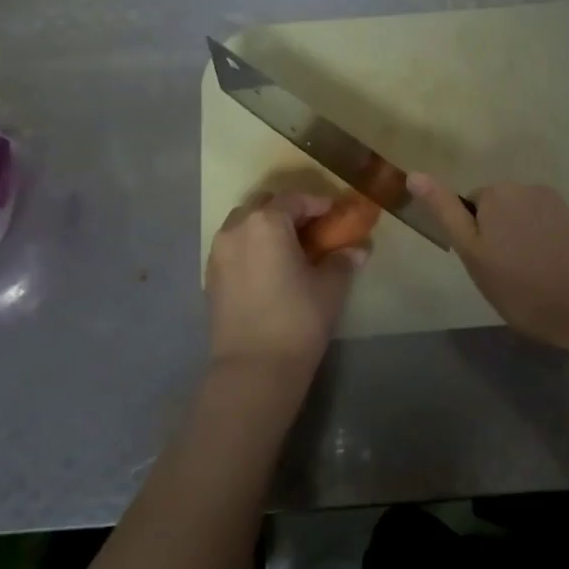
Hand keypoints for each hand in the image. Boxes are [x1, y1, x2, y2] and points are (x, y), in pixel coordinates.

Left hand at [205, 192, 363, 393]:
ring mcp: (218, 252)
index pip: (295, 199)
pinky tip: (268, 268)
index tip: (335, 213)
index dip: (318, 203)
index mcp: (267, 222)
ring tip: (288, 248)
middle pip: (263, 204)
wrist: (253, 369)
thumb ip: (343, 261)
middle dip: (287, 210)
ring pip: (242, 223)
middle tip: (311, 228)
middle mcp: (237, 228)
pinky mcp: (210, 276)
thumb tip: (358, 249)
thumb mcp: (329, 287)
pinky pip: (232, 247)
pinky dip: (250, 246)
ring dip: (264, 226)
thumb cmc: (297, 320)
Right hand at [408, 176, 568, 351]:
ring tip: (532, 282)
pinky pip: (546, 231)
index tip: (486, 268)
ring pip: (522, 222)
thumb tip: (413, 174)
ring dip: (521, 244)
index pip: (467, 208)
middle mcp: (527, 188)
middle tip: (505, 278)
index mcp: (497, 193)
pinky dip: (544, 249)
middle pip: (496, 211)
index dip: (473, 240)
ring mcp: (557, 204)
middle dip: (496, 238)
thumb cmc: (526, 289)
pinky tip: (555, 277)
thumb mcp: (474, 255)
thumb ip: (445, 212)